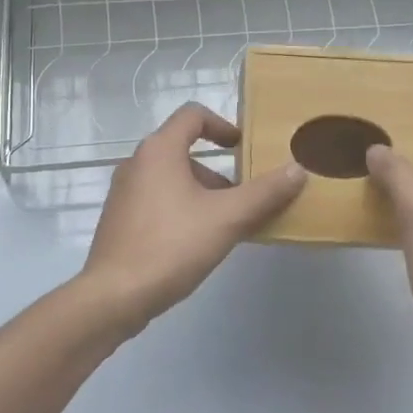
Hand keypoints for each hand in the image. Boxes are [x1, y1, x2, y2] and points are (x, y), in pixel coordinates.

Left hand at [79, 104, 305, 332]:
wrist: (113, 296)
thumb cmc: (171, 246)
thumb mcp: (227, 218)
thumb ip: (265, 193)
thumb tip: (299, 169)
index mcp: (159, 150)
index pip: (193, 115)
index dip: (223, 125)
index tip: (244, 147)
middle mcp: (137, 162)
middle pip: (183, 149)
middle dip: (218, 170)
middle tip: (243, 197)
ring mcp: (123, 192)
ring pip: (171, 178)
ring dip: (201, 193)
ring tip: (225, 225)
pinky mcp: (119, 219)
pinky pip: (157, 200)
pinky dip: (181, 208)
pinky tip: (197, 243)